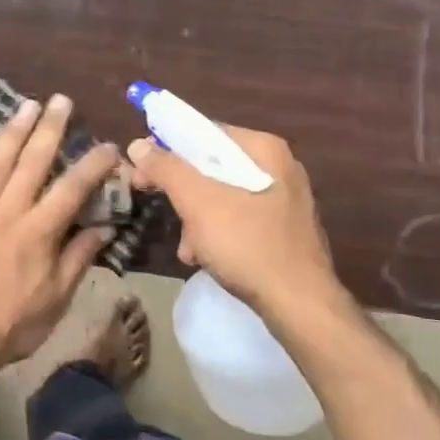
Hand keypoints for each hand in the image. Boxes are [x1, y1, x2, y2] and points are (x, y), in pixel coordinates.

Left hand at [0, 95, 119, 376]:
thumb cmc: (12, 325)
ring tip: (26, 104)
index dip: (93, 164)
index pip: (73, 189)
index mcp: (39, 232)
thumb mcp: (57, 298)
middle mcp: (9, 212)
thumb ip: (79, 258)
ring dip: (12, 131)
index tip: (108, 145)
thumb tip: (104, 227)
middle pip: (33, 162)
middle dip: (50, 128)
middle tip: (61, 100)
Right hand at [127, 126, 345, 315]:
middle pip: (212, 166)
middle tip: (158, 206)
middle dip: (182, 191)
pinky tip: (203, 257)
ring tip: (187, 247)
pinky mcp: (283, 230)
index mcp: (264, 150)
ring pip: (222, 195)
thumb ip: (166, 169)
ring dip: (195, 218)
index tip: (141, 170)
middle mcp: (278, 167)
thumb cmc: (248, 245)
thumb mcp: (199, 202)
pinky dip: (216, 233)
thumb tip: (138, 144)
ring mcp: (284, 200)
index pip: (205, 133)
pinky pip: (238, 219)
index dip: (167, 149)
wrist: (300, 306)